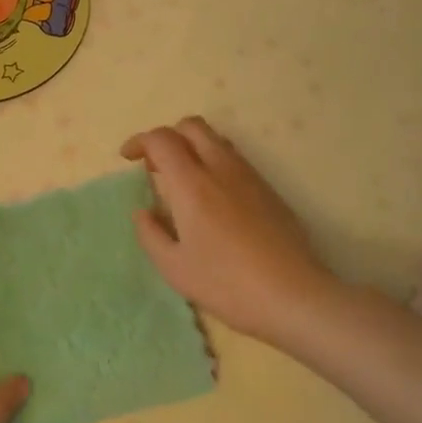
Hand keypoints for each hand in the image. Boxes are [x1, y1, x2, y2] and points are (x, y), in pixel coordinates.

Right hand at [122, 117, 337, 344]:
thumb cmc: (226, 284)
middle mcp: (221, 168)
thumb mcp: (174, 267)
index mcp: (192, 184)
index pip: (162, 139)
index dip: (140, 141)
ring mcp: (249, 176)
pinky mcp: (269, 190)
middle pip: (192, 126)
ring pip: (216, 139)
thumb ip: (150, 234)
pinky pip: (234, 159)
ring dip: (192, 147)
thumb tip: (143, 211)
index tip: (128, 159)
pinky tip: (212, 199)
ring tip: (182, 181)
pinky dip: (214, 163)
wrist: (293, 296)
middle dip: (167, 136)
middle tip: (155, 165)